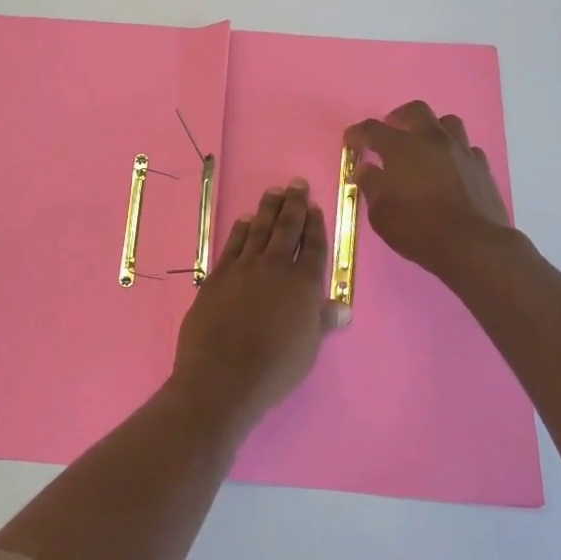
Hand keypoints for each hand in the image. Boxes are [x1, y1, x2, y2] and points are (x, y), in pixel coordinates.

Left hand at [169, 180, 338, 434]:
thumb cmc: (274, 368)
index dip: (315, 224)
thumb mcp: (308, 348)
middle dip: (294, 204)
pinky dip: (242, 228)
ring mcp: (243, 268)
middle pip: (286, 228)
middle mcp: (275, 267)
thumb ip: (322, 321)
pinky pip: (233, 243)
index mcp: (303, 284)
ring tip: (274, 191)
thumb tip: (342, 309)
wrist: (222, 375)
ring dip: (268, 208)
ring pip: (259, 229)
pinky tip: (246, 220)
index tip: (314, 207)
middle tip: (296, 184)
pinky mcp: (218, 275)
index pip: (313, 245)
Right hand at [345, 101, 514, 282]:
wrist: (473, 245)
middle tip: (391, 134)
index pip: (372, 129)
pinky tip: (450, 169)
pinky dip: (454, 153)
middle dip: (398, 118)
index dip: (358, 133)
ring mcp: (461, 150)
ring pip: (447, 122)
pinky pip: (467, 148)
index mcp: (401, 147)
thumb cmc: (418, 229)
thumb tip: (365, 169)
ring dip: (431, 130)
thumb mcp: (381, 214)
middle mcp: (431, 139)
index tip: (351, 142)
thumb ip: (371, 186)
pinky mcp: (482, 166)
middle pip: (415, 110)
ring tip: (424, 147)